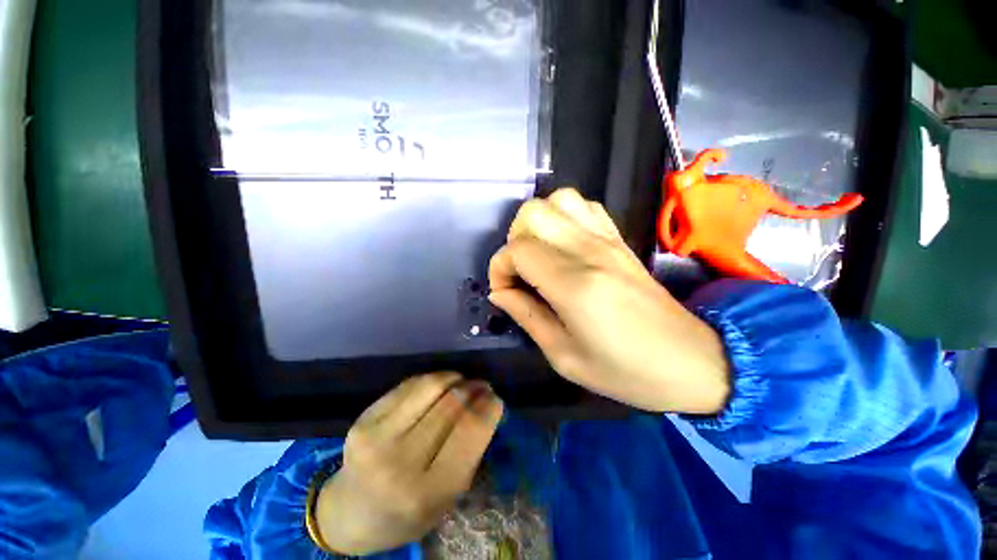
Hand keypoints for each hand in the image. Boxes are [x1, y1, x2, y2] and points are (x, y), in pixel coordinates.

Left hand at [314, 373, 503, 555]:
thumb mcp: (447, 498)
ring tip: (462, 381)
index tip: (496, 398)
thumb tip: (487, 405)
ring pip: (431, 386)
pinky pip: (409, 385)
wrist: (350, 512)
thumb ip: (469, 453)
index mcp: (427, 492)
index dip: (488, 407)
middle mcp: (399, 463)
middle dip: (474, 388)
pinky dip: (432, 380)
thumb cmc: (407, 513)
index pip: (469, 432)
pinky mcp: (363, 418)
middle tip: (482, 386)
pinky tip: (439, 385)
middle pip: (452, 404)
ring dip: (454, 377)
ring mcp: (377, 437)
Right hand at [489, 188, 729, 413]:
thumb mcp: (564, 356)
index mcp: (574, 285)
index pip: (518, 250)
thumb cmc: (625, 370)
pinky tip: (563, 245)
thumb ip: (526, 316)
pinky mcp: (619, 239)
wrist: (690, 360)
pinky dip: (564, 217)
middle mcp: (589, 251)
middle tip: (520, 272)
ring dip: (538, 223)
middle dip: (514, 240)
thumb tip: (499, 292)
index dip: (499, 268)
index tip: (503, 291)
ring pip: (558, 200)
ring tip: (539, 254)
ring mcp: (607, 239)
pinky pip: (585, 206)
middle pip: (533, 213)